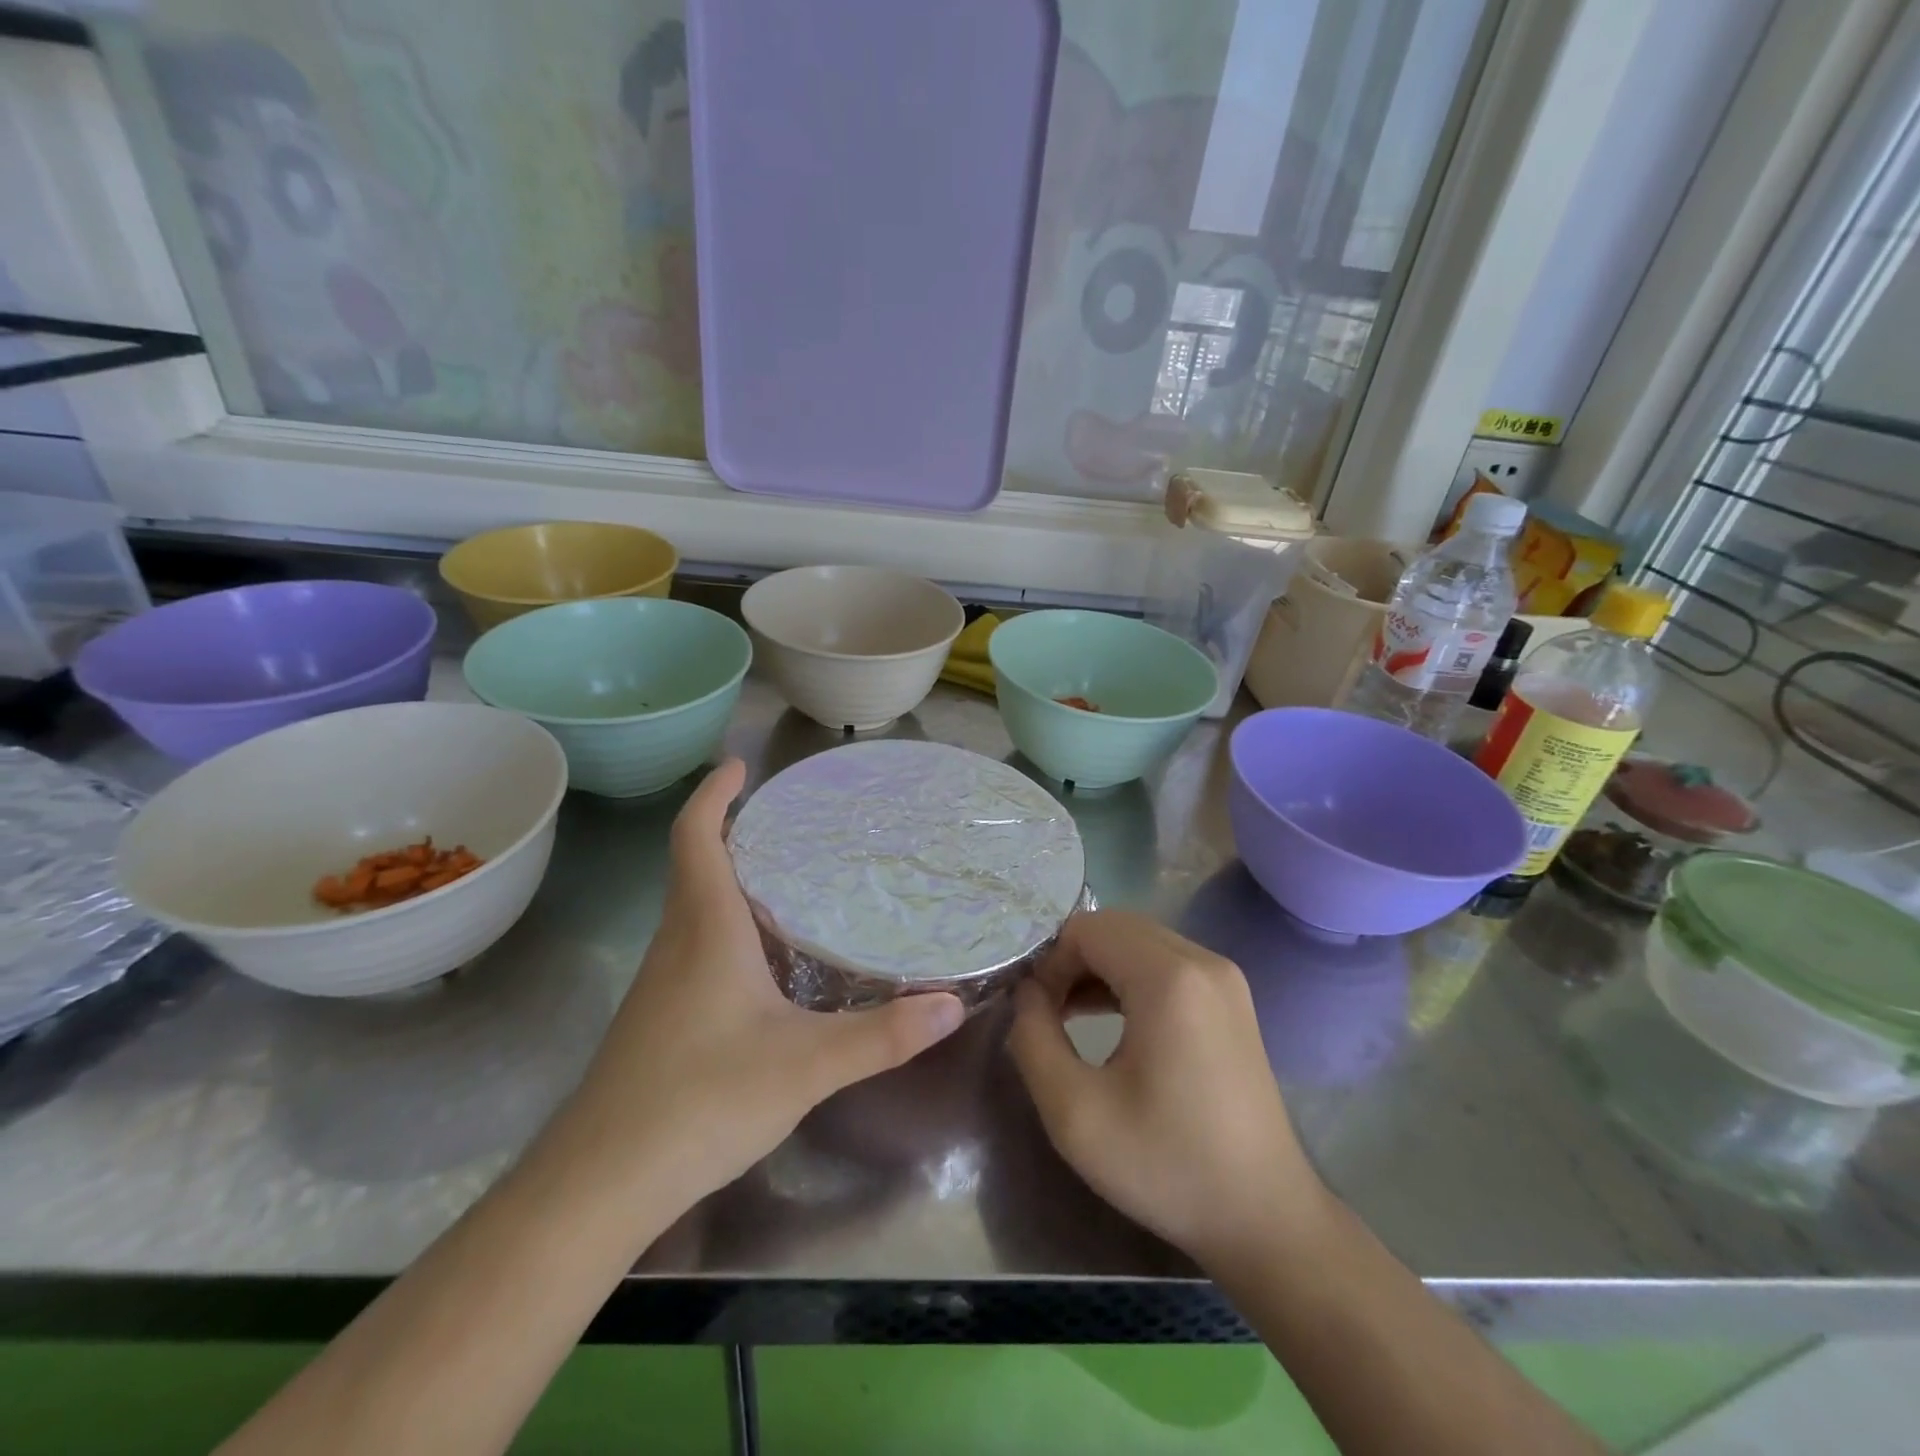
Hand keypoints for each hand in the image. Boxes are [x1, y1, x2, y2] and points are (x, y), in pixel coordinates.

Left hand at [559, 760, 965, 1213]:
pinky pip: (700, 945)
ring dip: (736, 878)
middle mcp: (679, 943)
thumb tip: (951, 1005)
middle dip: (736, 831)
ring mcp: (665, 982)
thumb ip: (880, 1036)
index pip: (696, 838)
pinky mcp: (664, 1017)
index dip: (714, 795)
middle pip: (698, 865)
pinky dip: (733, 925)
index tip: (738, 765)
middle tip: (793, 818)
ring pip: (699, 908)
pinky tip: (772, 958)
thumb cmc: (698, 1102)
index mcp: (706, 930)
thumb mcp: (804, 1067)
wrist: (599, 1185)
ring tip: (795, 876)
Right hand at [1007, 910, 1324, 1267]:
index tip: (1037, 1014)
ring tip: (1070, 1018)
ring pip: (1139, 941)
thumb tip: (1027, 993)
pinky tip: (1112, 1022)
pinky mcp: (1231, 998)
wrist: (1263, 1217)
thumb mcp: (1073, 1111)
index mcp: (1169, 978)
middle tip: (1049, 1013)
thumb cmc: (1166, 1165)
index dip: (1050, 962)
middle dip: (1071, 960)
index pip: (1087, 929)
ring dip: (1098, 968)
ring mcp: (1224, 977)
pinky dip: (1129, 978)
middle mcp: (1202, 960)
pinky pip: (1165, 963)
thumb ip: (1033, 1037)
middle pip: (1114, 927)